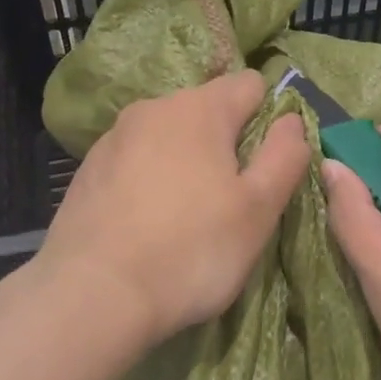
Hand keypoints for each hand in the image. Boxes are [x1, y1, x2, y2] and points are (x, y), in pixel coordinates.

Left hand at [34, 71, 308, 347]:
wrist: (93, 295)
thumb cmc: (191, 250)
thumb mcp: (259, 209)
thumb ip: (285, 156)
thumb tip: (292, 120)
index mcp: (199, 108)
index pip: (250, 84)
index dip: (269, 118)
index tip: (266, 166)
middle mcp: (153, 108)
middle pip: (207, 110)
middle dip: (225, 144)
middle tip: (231, 201)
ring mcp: (113, 138)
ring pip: (168, 137)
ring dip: (186, 162)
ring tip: (187, 218)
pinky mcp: (88, 170)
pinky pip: (136, 161)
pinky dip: (150, 180)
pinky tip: (148, 225)